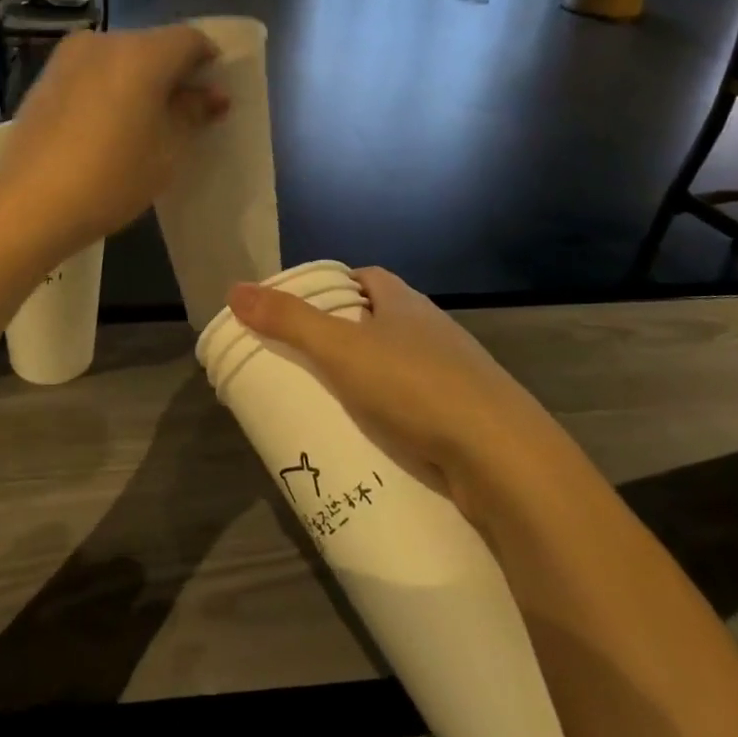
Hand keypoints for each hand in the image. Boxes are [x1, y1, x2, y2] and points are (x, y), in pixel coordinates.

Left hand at [0, 26, 227, 257]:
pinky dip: (109, 87)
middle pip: (153, 45)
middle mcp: (104, 41)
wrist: (28, 203)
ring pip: (120, 58)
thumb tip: (212, 94)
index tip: (212, 96)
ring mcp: (69, 57)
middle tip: (182, 113)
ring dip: (139, 80)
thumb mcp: (166, 151)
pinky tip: (107, 125)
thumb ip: (192, 113)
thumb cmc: (111, 178)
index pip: (190, 40)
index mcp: (142, 52)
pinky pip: (92, 72)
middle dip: (173, 72)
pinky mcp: (45, 77)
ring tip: (143, 123)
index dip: (208, 62)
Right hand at [227, 268, 569, 527]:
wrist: (503, 458)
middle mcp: (435, 330)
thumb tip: (234, 289)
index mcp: (406, 304)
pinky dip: (397, 412)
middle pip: (384, 320)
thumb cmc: (415, 387)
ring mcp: (458, 374)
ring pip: (405, 364)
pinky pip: (422, 404)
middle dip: (349, 335)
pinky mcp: (469, 417)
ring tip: (334, 401)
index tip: (306, 309)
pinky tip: (378, 436)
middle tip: (309, 360)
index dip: (337, 286)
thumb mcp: (340, 350)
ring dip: (374, 376)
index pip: (368, 278)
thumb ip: (288, 321)